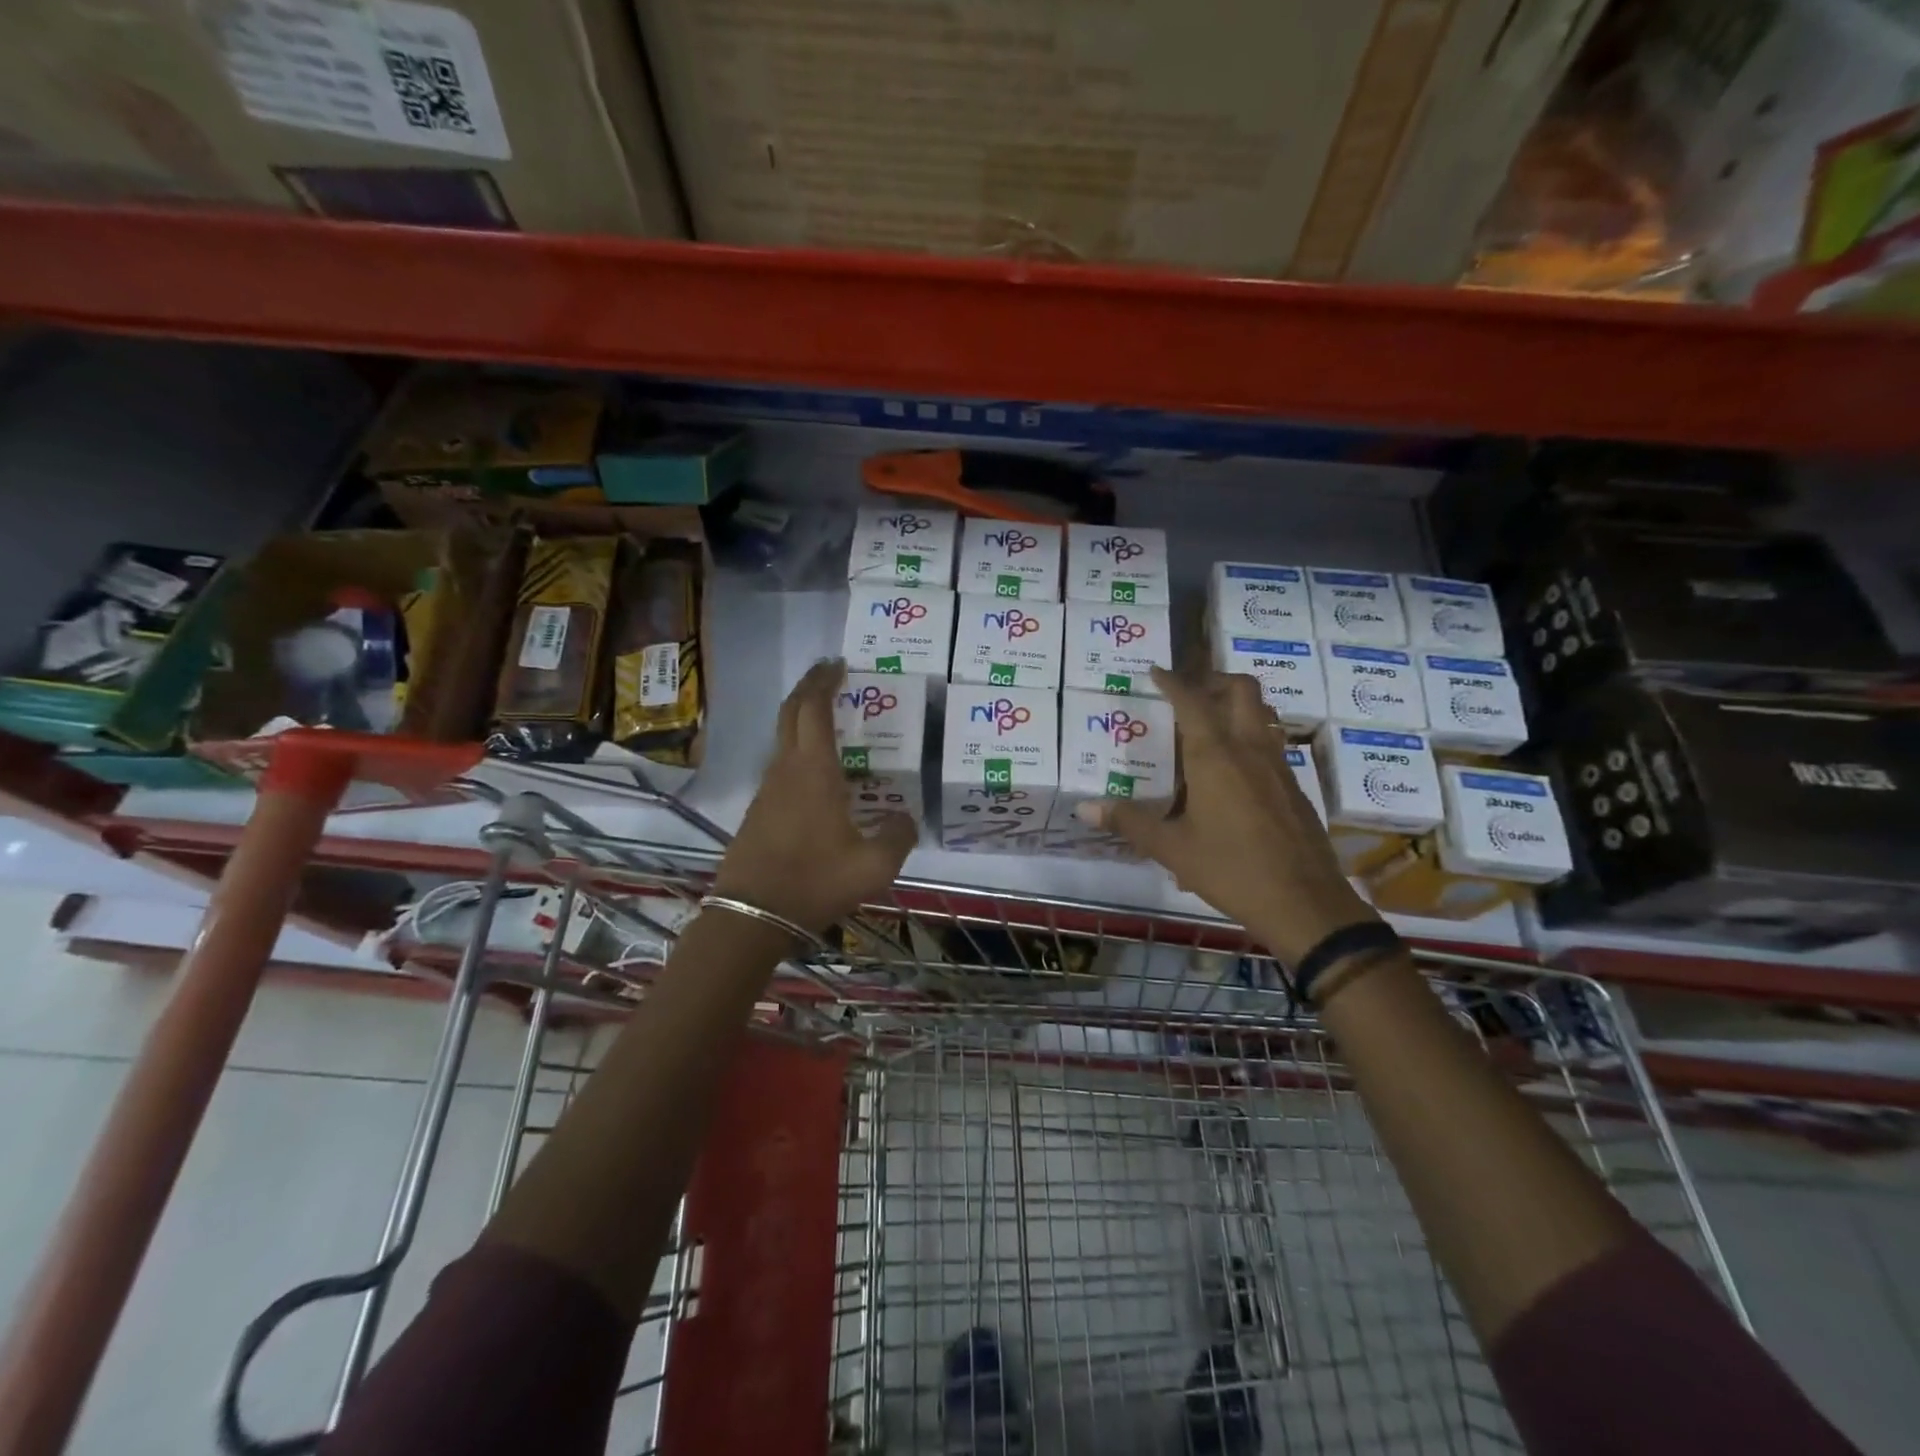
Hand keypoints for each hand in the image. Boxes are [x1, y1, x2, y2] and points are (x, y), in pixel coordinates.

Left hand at [712, 659, 916, 934]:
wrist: (752, 916)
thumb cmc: (815, 882)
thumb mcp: (875, 866)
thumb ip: (898, 836)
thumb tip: (906, 818)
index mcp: (813, 771)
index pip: (814, 709)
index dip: (824, 682)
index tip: (838, 665)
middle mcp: (785, 770)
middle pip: (791, 713)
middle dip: (809, 688)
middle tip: (830, 675)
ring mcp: (767, 790)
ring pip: (782, 739)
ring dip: (801, 719)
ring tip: (830, 720)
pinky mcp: (758, 810)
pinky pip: (780, 765)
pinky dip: (798, 750)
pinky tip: (818, 773)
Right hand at [1080, 667, 1378, 964]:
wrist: (1304, 903)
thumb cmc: (1230, 870)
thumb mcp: (1171, 849)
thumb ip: (1129, 822)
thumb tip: (1084, 808)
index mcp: (1215, 756)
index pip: (1192, 701)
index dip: (1172, 681)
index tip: (1156, 671)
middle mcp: (1250, 749)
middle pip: (1242, 690)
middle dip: (1215, 680)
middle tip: (1190, 693)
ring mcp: (1278, 766)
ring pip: (1263, 713)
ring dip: (1237, 705)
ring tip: (1210, 724)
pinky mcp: (1294, 786)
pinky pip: (1272, 743)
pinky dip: (1251, 736)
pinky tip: (1232, 771)